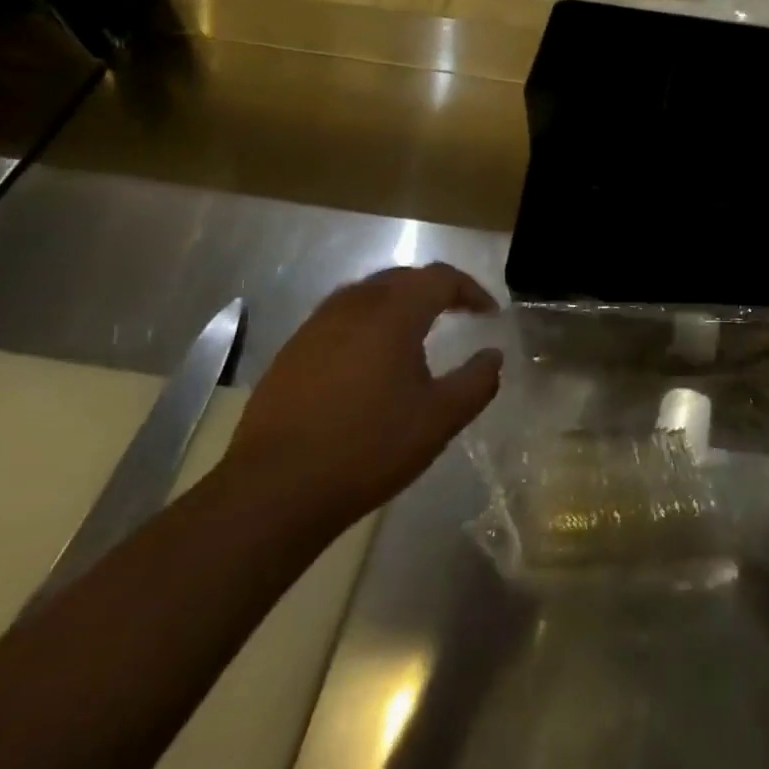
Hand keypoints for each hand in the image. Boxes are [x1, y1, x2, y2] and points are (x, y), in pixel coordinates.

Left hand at [227, 264, 502, 528]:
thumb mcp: (440, 419)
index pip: (440, 278)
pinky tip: (371, 358)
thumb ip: (477, 382)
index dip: (470, 290)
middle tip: (458, 313)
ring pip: (367, 294)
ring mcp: (316, 327)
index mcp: (393, 314)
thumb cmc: (369, 447)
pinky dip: (367, 323)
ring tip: (417, 331)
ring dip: (399, 303)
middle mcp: (353, 307)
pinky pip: (340, 318)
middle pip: (402, 278)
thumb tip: (494, 356)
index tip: (489, 313)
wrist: (275, 490)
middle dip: (435, 290)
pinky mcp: (292, 352)